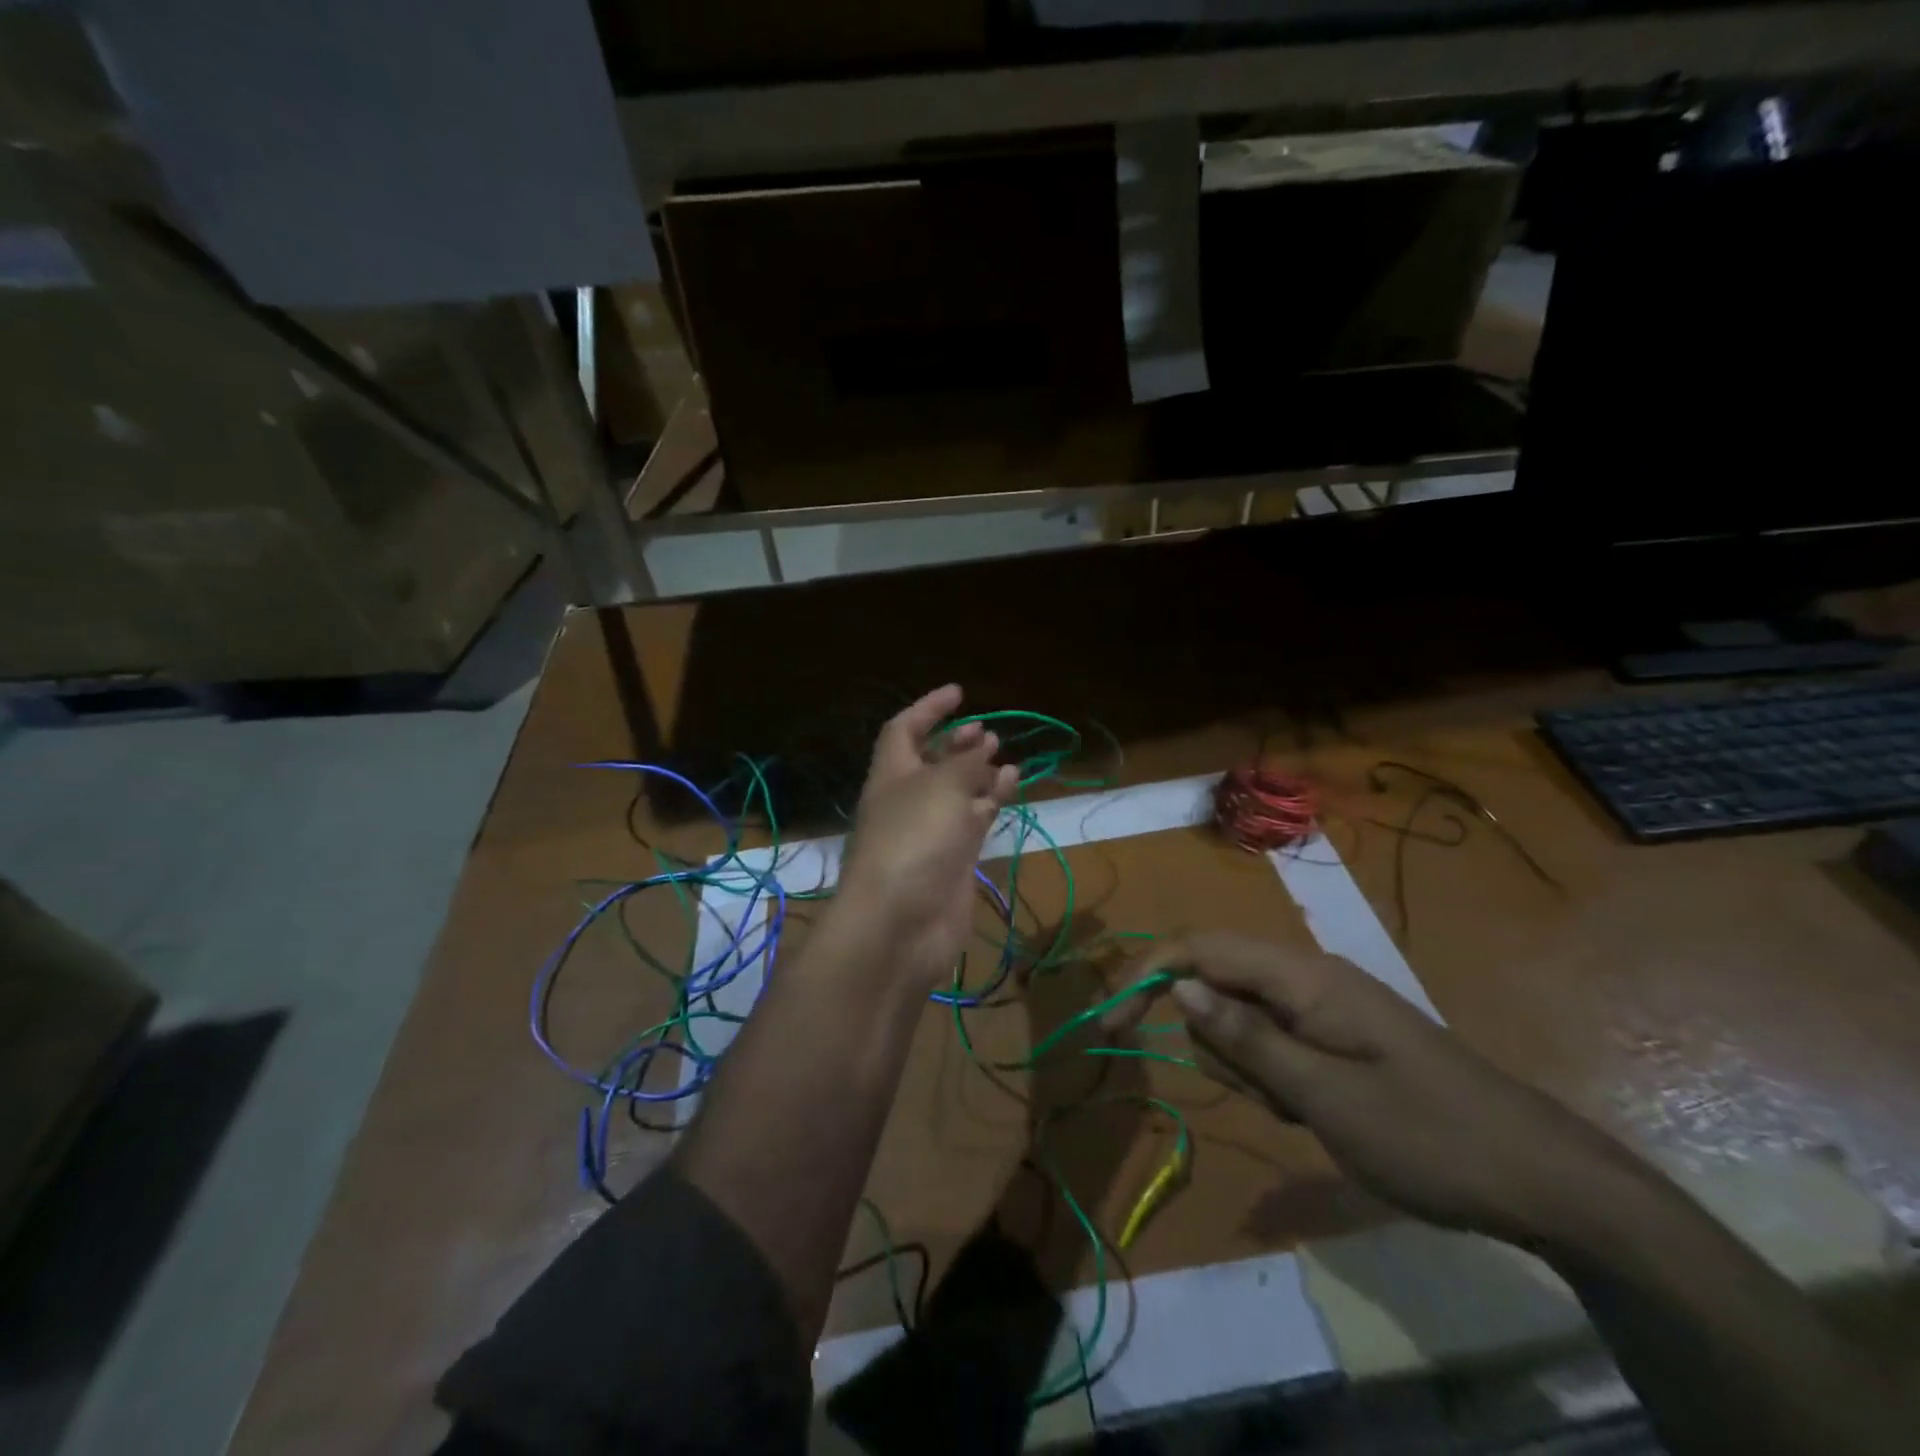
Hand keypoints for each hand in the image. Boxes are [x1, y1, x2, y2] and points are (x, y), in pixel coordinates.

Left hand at [836, 685, 1019, 986]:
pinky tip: (1011, 784)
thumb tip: (984, 745)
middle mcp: (908, 799)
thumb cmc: (914, 839)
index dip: (929, 708)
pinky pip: (973, 819)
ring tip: (1003, 754)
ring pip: (956, 791)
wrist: (902, 923)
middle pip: (930, 761)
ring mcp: (930, 831)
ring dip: (977, 771)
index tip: (959, 693)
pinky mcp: (952, 859)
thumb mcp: (942, 787)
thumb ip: (966, 762)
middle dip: (955, 742)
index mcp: (891, 773)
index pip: (904, 729)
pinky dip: (991, 799)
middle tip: (985, 731)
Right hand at [1107, 934, 1644, 1248]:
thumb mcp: (1321, 1096)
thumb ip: (1243, 1037)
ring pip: (1243, 1019)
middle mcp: (1307, 976)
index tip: (1110, 1025)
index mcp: (1302, 975)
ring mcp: (1324, 1006)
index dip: (1146, 974)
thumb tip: (1176, 986)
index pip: (1200, 948)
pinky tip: (1315, 1113)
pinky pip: (1275, 1044)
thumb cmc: (1426, 1136)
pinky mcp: (1336, 1036)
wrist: (1541, 1179)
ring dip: (1248, 1066)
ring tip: (1299, 1111)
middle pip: (1217, 983)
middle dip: (1215, 1041)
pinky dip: (1275, 1079)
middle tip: (1264, 1099)